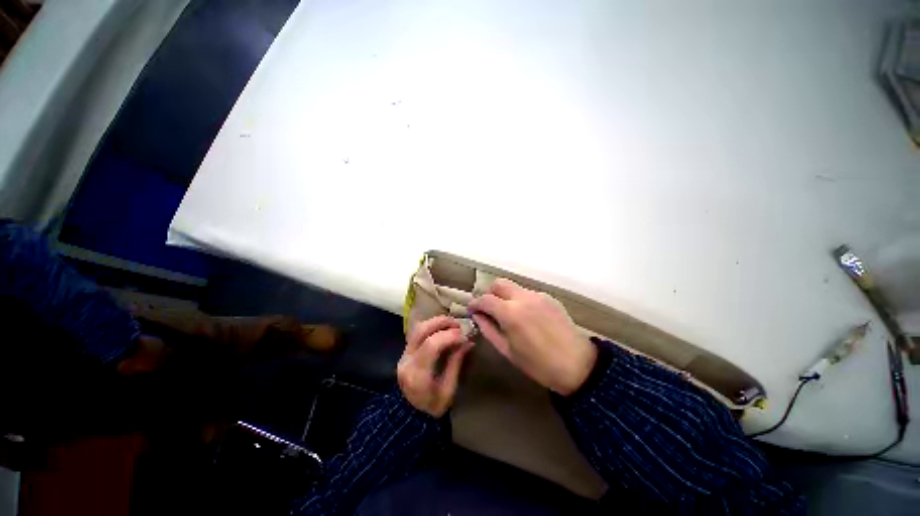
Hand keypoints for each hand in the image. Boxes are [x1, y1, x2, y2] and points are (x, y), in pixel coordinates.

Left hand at [398, 315, 473, 417]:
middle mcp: (407, 360)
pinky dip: (432, 326)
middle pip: (421, 330)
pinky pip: (417, 332)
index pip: (431, 345)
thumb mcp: (448, 391)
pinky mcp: (405, 351)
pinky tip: (443, 329)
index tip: (464, 336)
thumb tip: (468, 342)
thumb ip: (456, 363)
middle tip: (458, 324)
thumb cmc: (432, 407)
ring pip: (418, 328)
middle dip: (441, 322)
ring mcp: (403, 354)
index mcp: (417, 375)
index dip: (449, 336)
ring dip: (436, 322)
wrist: (410, 416)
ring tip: (452, 324)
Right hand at [468, 279, 596, 395]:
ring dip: (505, 296)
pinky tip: (527, 316)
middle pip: (499, 283)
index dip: (475, 304)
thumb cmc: (538, 364)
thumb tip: (477, 316)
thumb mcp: (508, 351)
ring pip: (514, 287)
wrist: (578, 365)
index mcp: (510, 313)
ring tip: (509, 314)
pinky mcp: (549, 298)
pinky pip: (528, 293)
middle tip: (489, 309)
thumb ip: (489, 330)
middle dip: (490, 293)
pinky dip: (520, 300)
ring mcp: (538, 295)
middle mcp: (523, 298)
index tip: (472, 310)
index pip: (485, 299)